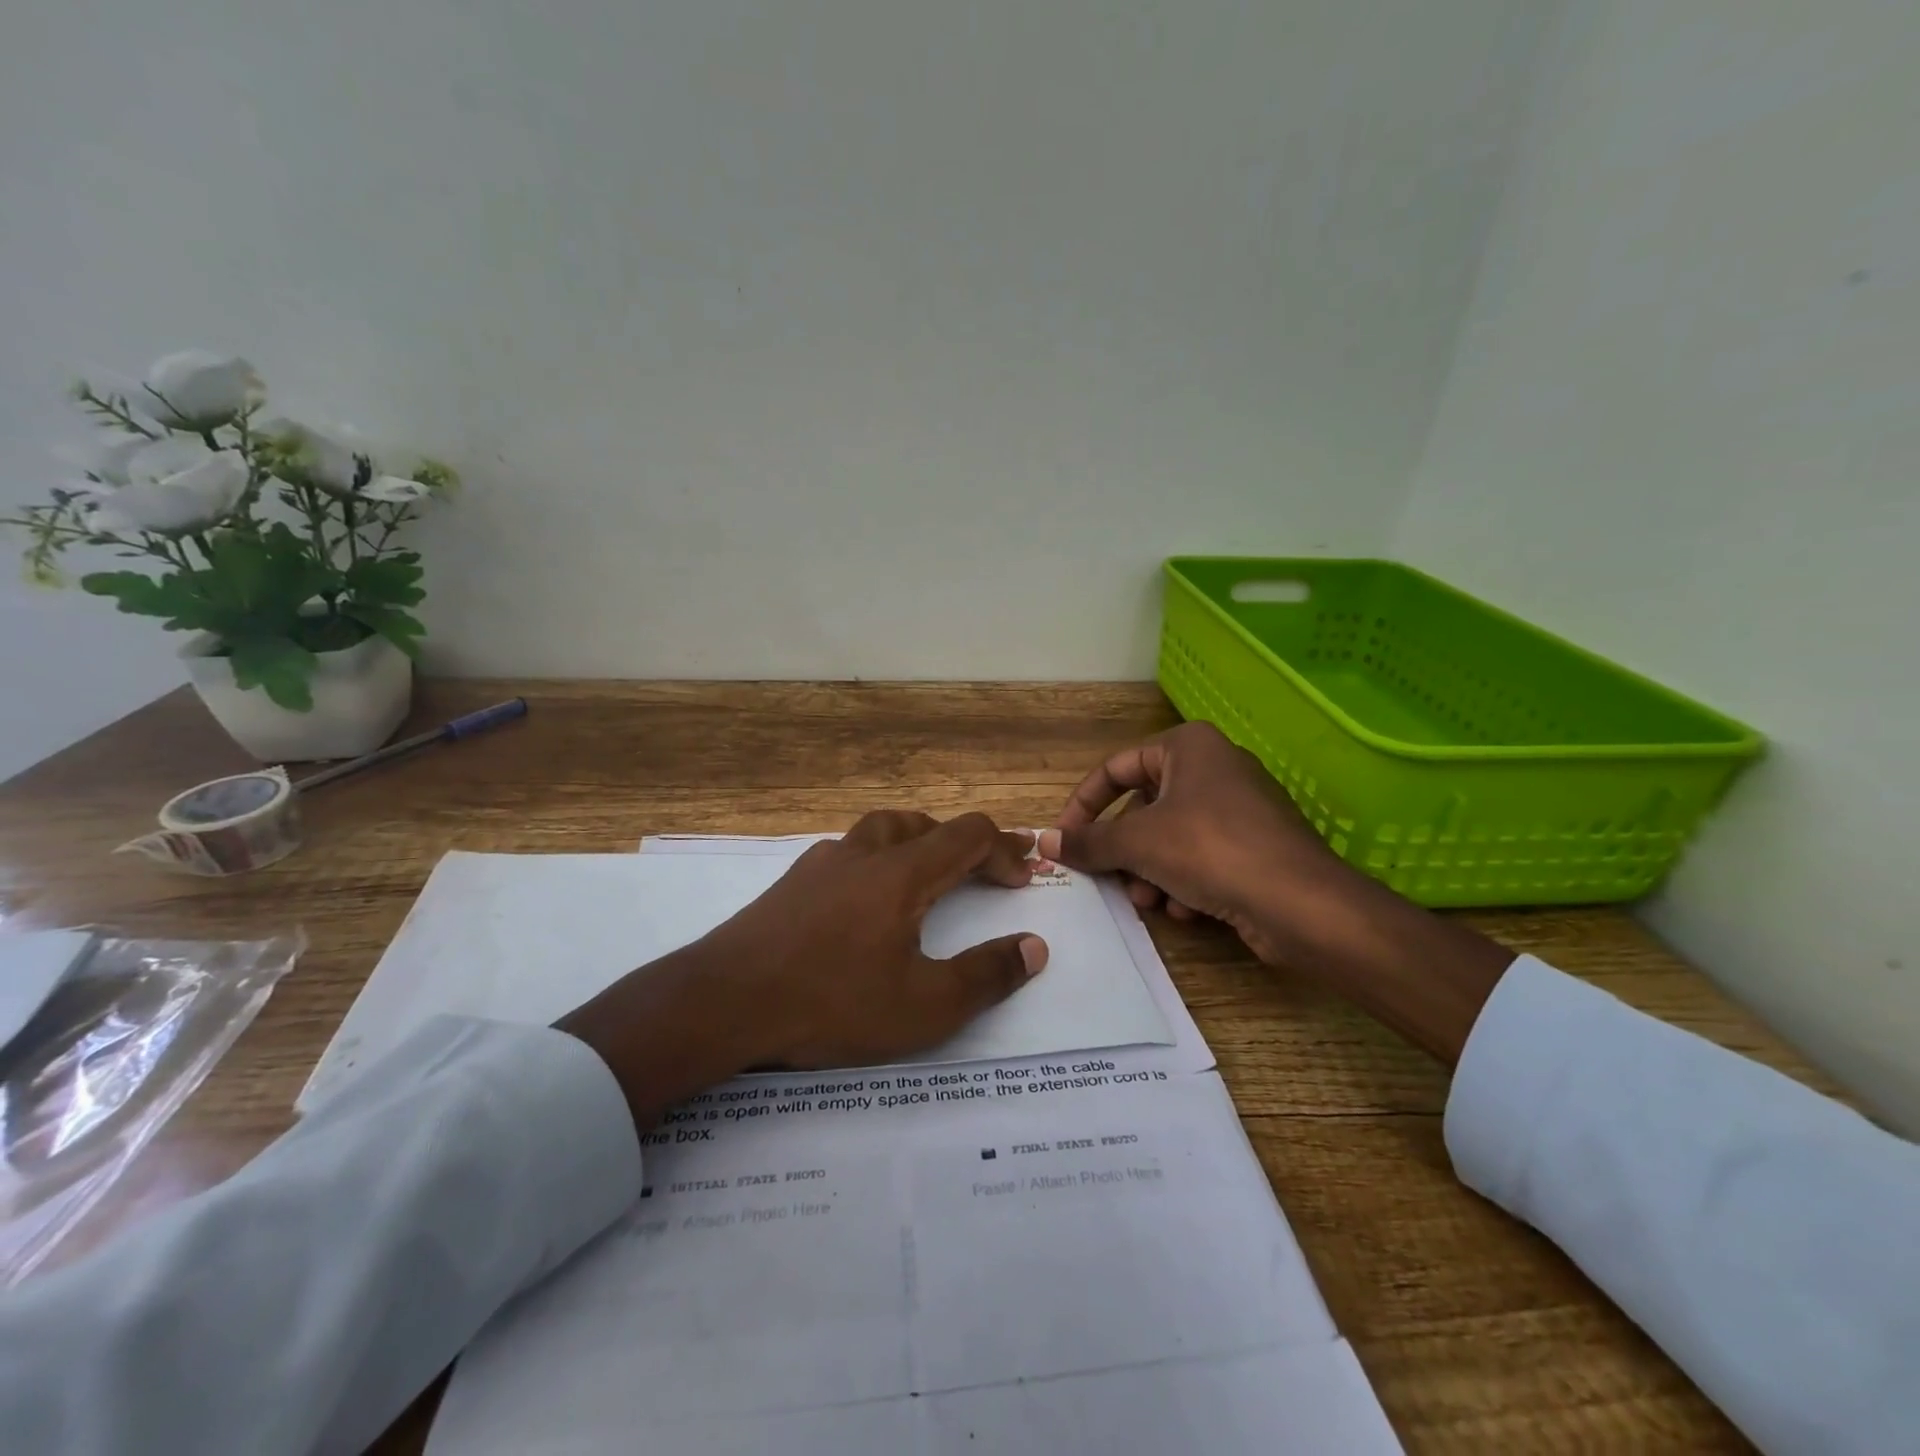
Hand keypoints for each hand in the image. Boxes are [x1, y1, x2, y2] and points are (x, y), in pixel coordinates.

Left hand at [559, 811, 1048, 1128]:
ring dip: (916, 843)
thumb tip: (1035, 946)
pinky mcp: (789, 884)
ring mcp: (820, 865)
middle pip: (922, 824)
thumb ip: (986, 975)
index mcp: (901, 873)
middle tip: (983, 868)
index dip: (1003, 848)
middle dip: (962, 841)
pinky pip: (847, 854)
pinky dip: (875, 862)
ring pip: (878, 831)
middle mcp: (862, 854)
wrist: (722, 1001)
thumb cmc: (831, 1003)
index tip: (1024, 874)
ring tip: (928, 872)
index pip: (967, 836)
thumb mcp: (924, 1006)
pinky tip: (865, 899)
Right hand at [1039, 722, 1511, 1065]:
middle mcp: (1214, 768)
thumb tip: (1043, 841)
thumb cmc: (1211, 851)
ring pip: (1170, 837)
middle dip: (1123, 850)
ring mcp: (1239, 808)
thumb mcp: (1137, 842)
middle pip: (1143, 808)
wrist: (1301, 904)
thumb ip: (1087, 840)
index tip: (1064, 838)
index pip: (1115, 768)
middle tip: (1109, 878)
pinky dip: (1185, 883)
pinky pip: (1201, 857)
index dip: (1084, 804)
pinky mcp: (1254, 846)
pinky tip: (1187, 911)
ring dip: (1151, 872)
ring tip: (1151, 901)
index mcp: (1188, 746)